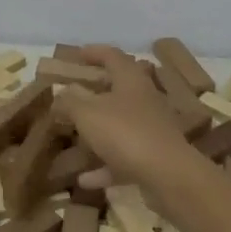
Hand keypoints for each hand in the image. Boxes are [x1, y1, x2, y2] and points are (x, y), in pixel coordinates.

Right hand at [64, 45, 194, 190]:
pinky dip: (105, 165)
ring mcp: (151, 129)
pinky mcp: (154, 156)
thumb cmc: (125, 133)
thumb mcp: (87, 113)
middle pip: (119, 88)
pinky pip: (123, 157)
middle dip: (96, 90)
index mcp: (130, 80)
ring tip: (76, 136)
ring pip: (121, 124)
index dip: (94, 52)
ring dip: (99, 130)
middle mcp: (144, 99)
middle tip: (75, 93)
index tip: (77, 54)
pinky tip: (85, 179)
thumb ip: (70, 101)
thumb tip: (61, 93)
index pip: (112, 56)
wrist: (168, 175)